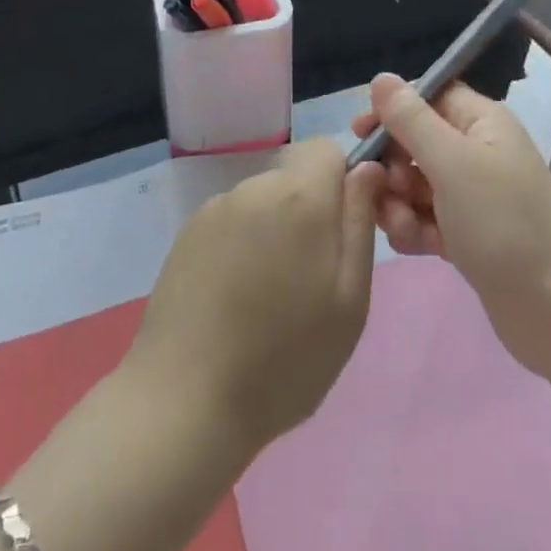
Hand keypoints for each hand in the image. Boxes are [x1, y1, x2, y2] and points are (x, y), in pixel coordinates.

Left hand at [125, 139, 383, 454]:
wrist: (185, 401)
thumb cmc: (285, 359)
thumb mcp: (349, 300)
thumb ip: (360, 222)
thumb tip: (366, 169)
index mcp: (299, 196)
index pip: (328, 148)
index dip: (342, 180)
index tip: (342, 231)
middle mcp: (254, 187)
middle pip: (294, 176)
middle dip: (309, 210)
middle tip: (310, 277)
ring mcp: (215, 208)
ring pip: (263, 201)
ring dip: (274, 229)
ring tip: (269, 296)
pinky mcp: (187, 233)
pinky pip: (231, 222)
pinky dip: (241, 245)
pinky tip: (234, 298)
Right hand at [350, 75, 550, 377]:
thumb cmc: (503, 224)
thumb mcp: (451, 163)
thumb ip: (411, 119)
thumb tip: (380, 78)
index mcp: (482, 122)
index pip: (427, 96)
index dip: (392, 110)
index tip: (360, 133)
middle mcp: (477, 151)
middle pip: (415, 141)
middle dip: (393, 165)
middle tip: (387, 189)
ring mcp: (472, 195)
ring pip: (414, 182)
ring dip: (399, 203)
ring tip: (406, 228)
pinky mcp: (467, 233)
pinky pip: (424, 217)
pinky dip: (415, 228)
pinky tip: (419, 247)